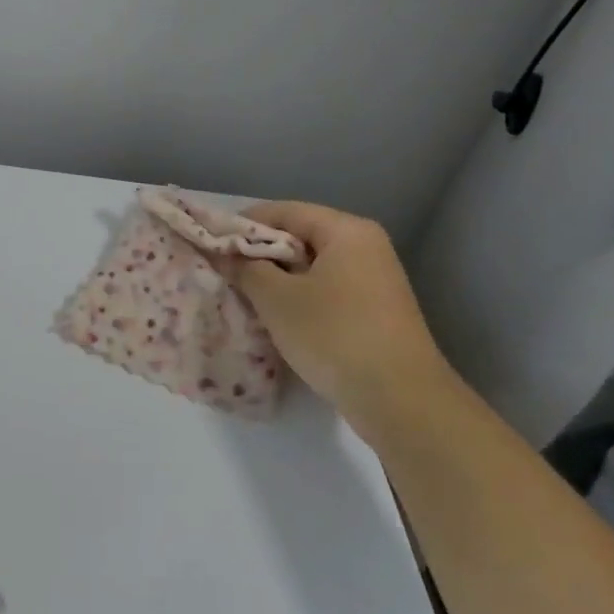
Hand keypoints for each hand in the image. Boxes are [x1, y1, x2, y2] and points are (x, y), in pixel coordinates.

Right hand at [224, 202, 448, 411]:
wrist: (401, 401)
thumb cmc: (334, 335)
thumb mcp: (278, 300)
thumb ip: (246, 269)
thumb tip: (224, 254)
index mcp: (346, 231)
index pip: (285, 211)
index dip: (244, 223)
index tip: (213, 242)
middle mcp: (365, 246)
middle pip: (301, 237)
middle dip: (260, 254)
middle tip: (224, 271)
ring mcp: (375, 280)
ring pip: (313, 267)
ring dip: (278, 279)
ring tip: (244, 295)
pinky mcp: (376, 311)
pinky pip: (328, 290)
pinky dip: (300, 298)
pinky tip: (277, 318)